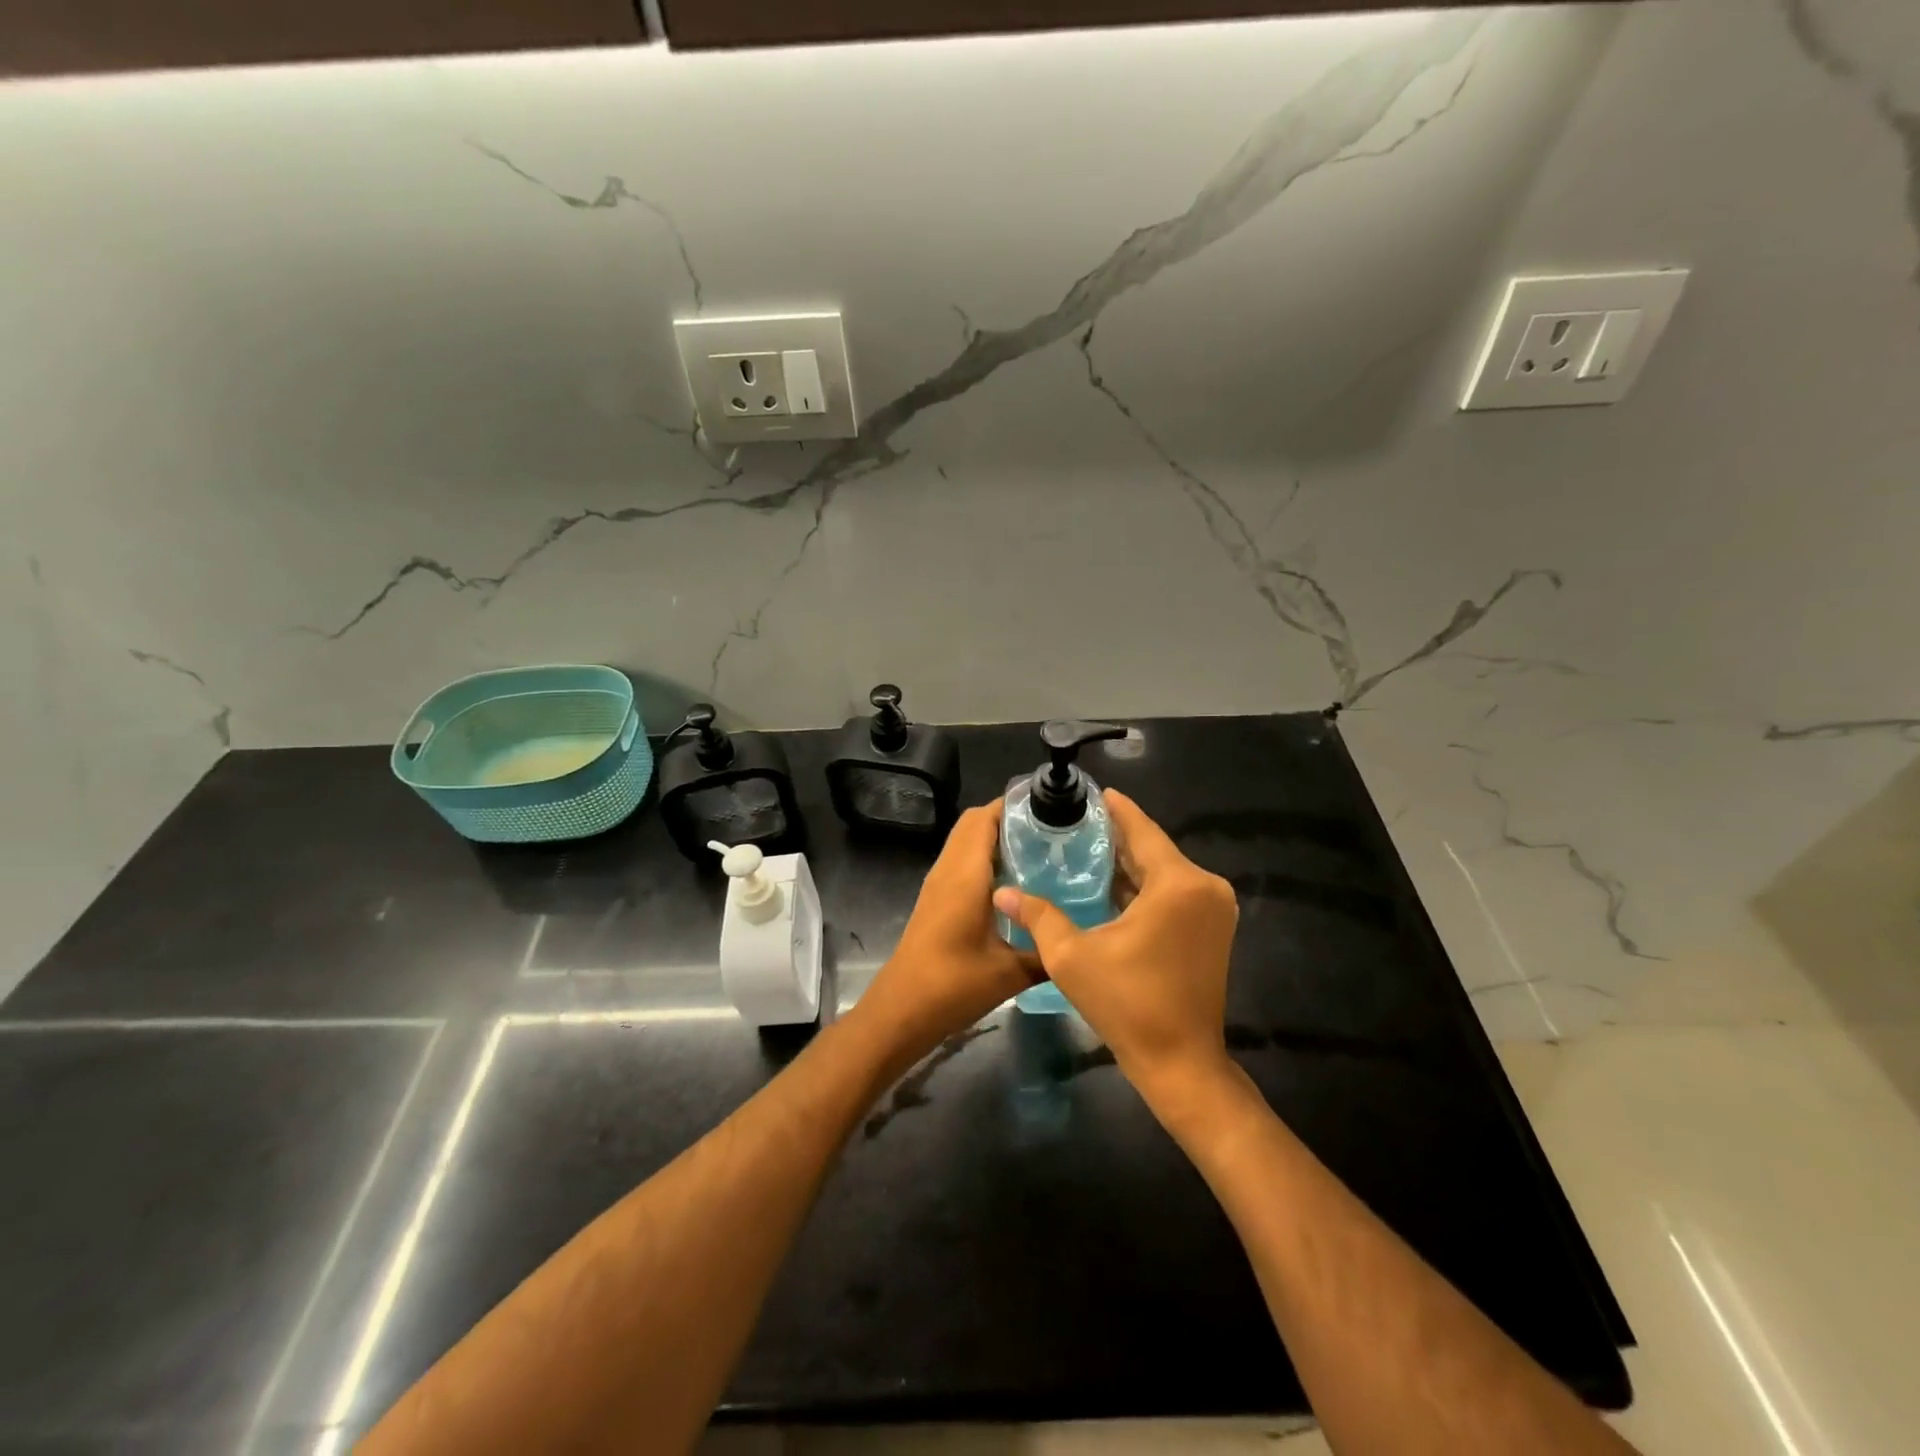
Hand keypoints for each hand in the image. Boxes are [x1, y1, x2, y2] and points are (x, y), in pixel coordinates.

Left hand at [857, 801, 1036, 1066]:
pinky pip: (961, 861)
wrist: (901, 1010)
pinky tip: (1015, 883)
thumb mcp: (1011, 973)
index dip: (1015, 806)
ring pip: (965, 842)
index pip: (985, 817)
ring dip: (996, 838)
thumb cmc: (953, 986)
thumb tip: (1081, 941)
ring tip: (1039, 852)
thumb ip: (1047, 952)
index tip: (1051, 810)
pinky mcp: (935, 899)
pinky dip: (985, 858)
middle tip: (1051, 832)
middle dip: (1010, 819)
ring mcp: (938, 883)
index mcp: (965, 874)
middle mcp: (948, 869)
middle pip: (974, 823)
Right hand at [992, 790, 1237, 1101]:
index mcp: (1178, 884)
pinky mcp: (1213, 929)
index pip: (1143, 831)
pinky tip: (1110, 885)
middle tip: (1077, 824)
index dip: (1117, 810)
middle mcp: (1205, 887)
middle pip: (1154, 850)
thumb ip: (1038, 916)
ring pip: (1164, 873)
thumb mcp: (1072, 956)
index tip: (1094, 792)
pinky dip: (1145, 888)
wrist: (1180, 1063)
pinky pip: (1174, 894)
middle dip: (1117, 838)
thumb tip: (1001, 892)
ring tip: (1086, 850)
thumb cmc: (1127, 1005)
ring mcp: (1214, 909)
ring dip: (1129, 864)